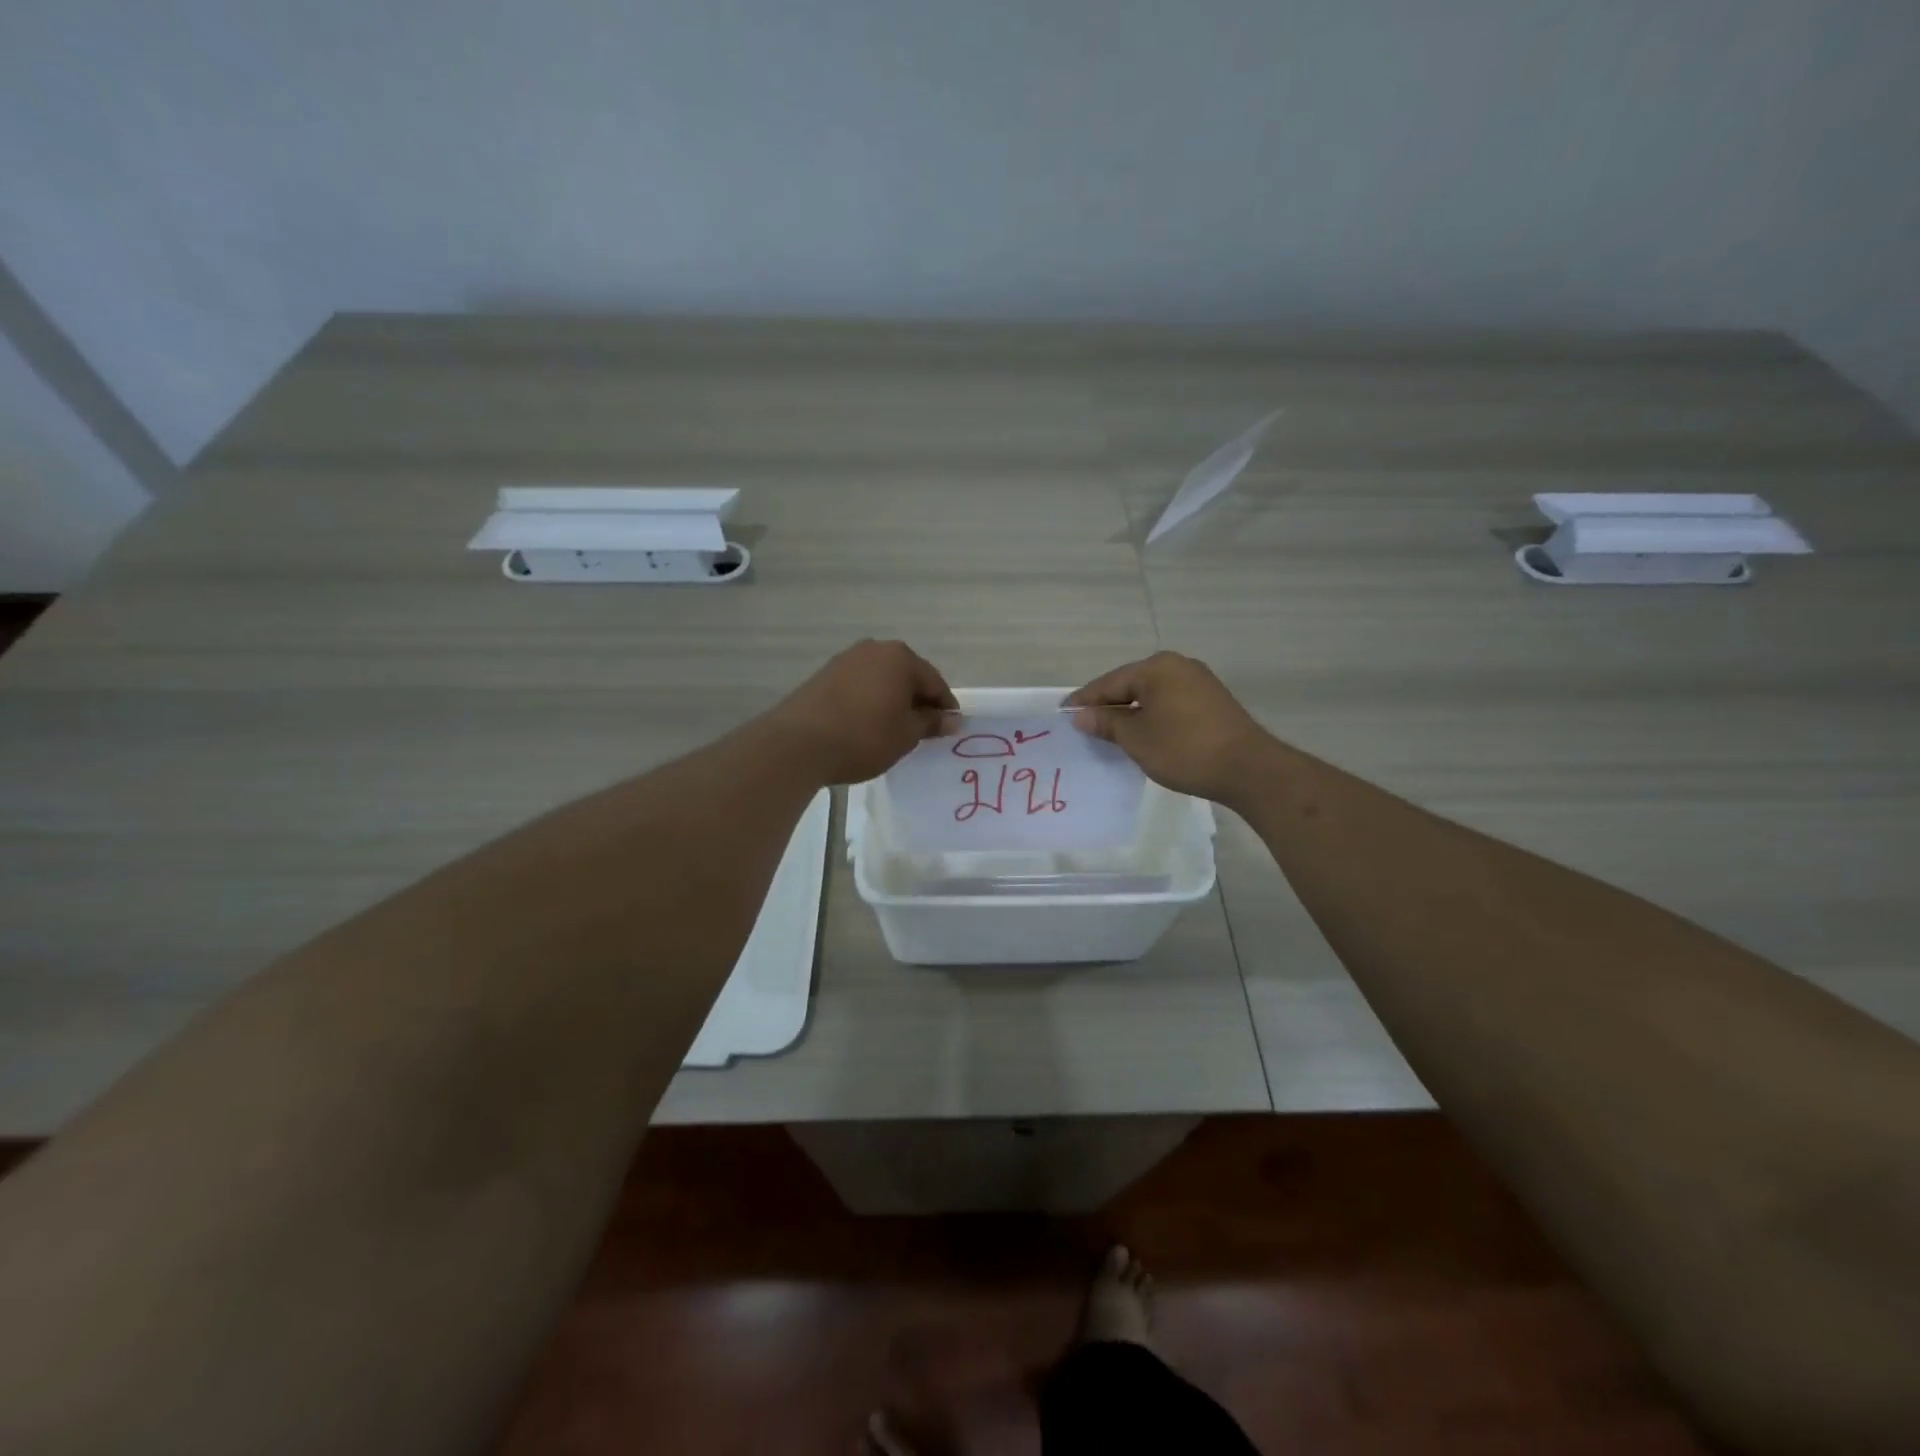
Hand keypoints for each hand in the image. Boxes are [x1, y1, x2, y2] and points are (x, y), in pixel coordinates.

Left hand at [765, 639, 957, 785]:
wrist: (799, 743)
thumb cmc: (864, 736)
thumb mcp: (906, 734)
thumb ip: (931, 723)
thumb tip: (953, 719)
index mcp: (900, 657)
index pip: (934, 682)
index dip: (945, 707)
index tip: (949, 729)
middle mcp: (874, 649)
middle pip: (907, 676)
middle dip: (917, 701)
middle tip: (922, 730)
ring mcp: (846, 659)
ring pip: (881, 680)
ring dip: (892, 700)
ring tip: (893, 729)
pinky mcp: (824, 675)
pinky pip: (859, 686)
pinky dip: (869, 702)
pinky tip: (866, 725)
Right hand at [1066, 651, 1271, 802]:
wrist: (1248, 769)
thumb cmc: (1184, 749)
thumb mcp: (1136, 738)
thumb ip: (1106, 723)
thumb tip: (1081, 715)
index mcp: (1156, 667)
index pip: (1109, 682)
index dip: (1085, 700)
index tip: (1064, 714)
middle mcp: (1178, 666)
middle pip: (1131, 685)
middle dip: (1108, 706)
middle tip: (1084, 726)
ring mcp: (1199, 682)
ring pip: (1152, 696)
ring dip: (1131, 713)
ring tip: (1110, 734)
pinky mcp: (1212, 702)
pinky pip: (1170, 704)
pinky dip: (1152, 717)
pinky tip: (1143, 735)